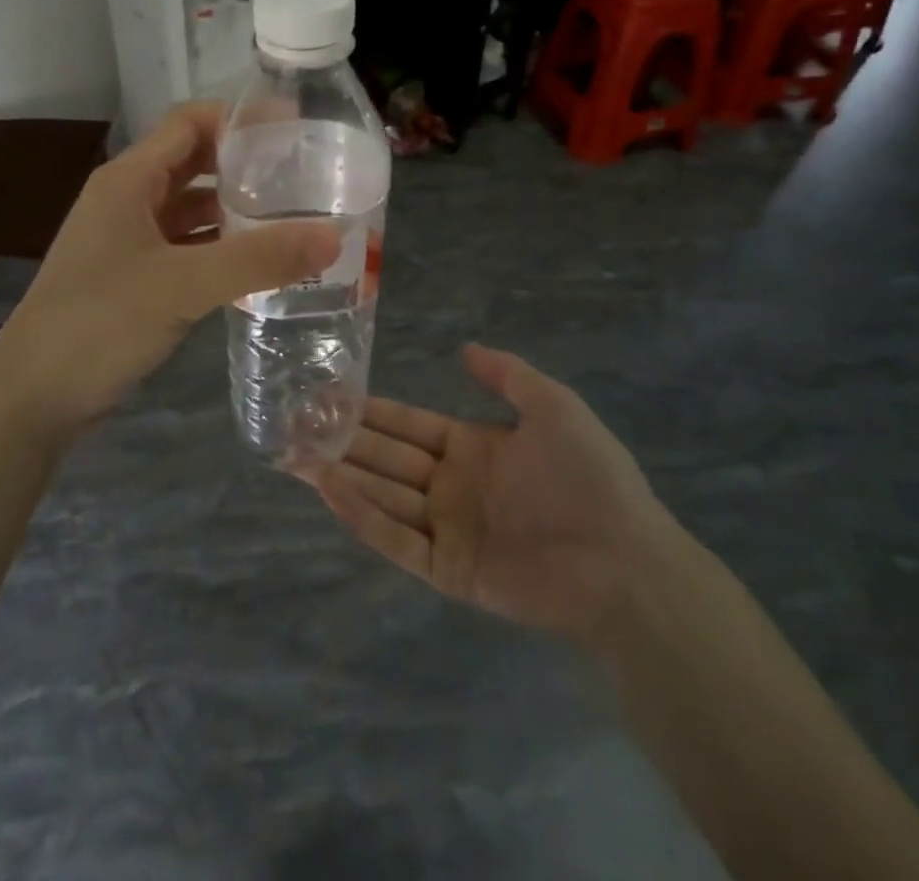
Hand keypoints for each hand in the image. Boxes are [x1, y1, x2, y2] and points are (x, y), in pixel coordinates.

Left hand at [0, 102, 338, 442]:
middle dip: (243, 163)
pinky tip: (257, 262)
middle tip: (302, 172)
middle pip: (192, 163)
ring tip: (292, 214)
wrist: (33, 396)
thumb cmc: (99, 322)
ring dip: (234, 208)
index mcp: (128, 180)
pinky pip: (185, 247)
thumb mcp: (182, 285)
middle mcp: (126, 200)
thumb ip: (258, 259)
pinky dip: (219, 247)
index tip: (294, 127)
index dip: (239, 118)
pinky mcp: (132, 277)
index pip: (189, 124)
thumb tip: (334, 236)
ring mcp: (127, 240)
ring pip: (190, 209)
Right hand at [307, 345, 677, 644]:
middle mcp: (450, 486)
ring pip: (381, 496)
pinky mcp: (448, 571)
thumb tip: (464, 348)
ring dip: (340, 476)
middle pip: (384, 459)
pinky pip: (397, 540)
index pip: (406, 425)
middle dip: (340, 441)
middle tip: (293, 426)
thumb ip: (507, 375)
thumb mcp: (554, 407)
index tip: (327, 396)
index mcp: (470, 448)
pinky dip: (363, 517)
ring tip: (295, 456)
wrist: (626, 562)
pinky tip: (330, 491)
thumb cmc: (589, 477)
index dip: (368, 411)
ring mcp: (446, 529)